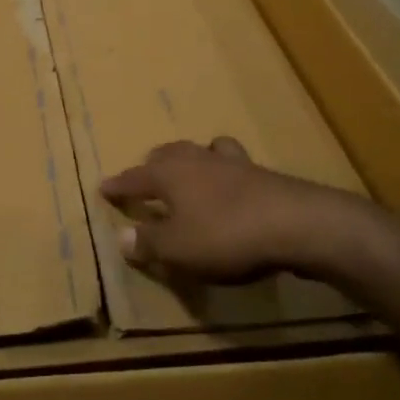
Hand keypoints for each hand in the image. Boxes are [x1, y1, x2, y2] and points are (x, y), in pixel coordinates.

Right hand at [99, 137, 375, 284]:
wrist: (297, 224)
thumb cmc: (225, 235)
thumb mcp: (177, 249)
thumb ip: (148, 242)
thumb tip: (122, 237)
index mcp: (169, 173)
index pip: (135, 177)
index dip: (118, 185)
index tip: (103, 187)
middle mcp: (197, 159)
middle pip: (169, 154)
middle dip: (153, 164)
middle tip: (145, 175)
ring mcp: (233, 163)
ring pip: (203, 151)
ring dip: (191, 160)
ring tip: (189, 171)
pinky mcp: (262, 174)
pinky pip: (233, 166)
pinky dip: (224, 173)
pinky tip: (230, 186)